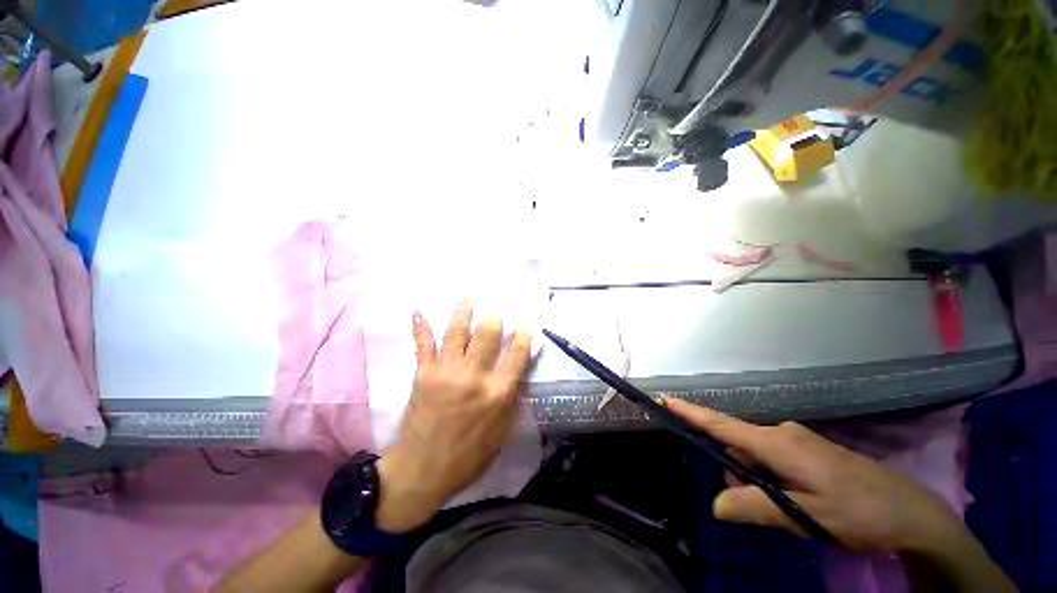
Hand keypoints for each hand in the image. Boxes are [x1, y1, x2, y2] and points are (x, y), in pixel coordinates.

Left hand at [375, 302, 532, 532]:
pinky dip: (421, 327)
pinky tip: (418, 312)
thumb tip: (514, 380)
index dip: (523, 338)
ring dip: (462, 311)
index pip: (516, 356)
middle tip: (495, 311)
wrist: (426, 467)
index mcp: (499, 394)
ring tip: (467, 296)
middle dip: (493, 319)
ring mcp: (447, 372)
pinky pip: (423, 344)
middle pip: (487, 335)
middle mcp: (475, 376)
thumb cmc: (468, 458)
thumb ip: (509, 405)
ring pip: (456, 332)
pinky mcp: (423, 374)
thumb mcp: (501, 436)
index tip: (525, 325)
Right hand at [664, 398, 967, 554]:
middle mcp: (791, 439)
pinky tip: (783, 510)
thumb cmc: (855, 512)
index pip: (730, 426)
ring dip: (750, 486)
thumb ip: (758, 506)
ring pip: (756, 461)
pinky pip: (773, 468)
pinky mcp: (812, 460)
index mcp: (786, 447)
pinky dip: (765, 487)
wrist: (898, 510)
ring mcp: (803, 448)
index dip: (697, 415)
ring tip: (775, 516)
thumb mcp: (804, 515)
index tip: (665, 400)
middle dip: (728, 474)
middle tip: (746, 512)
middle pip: (739, 447)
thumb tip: (716, 500)